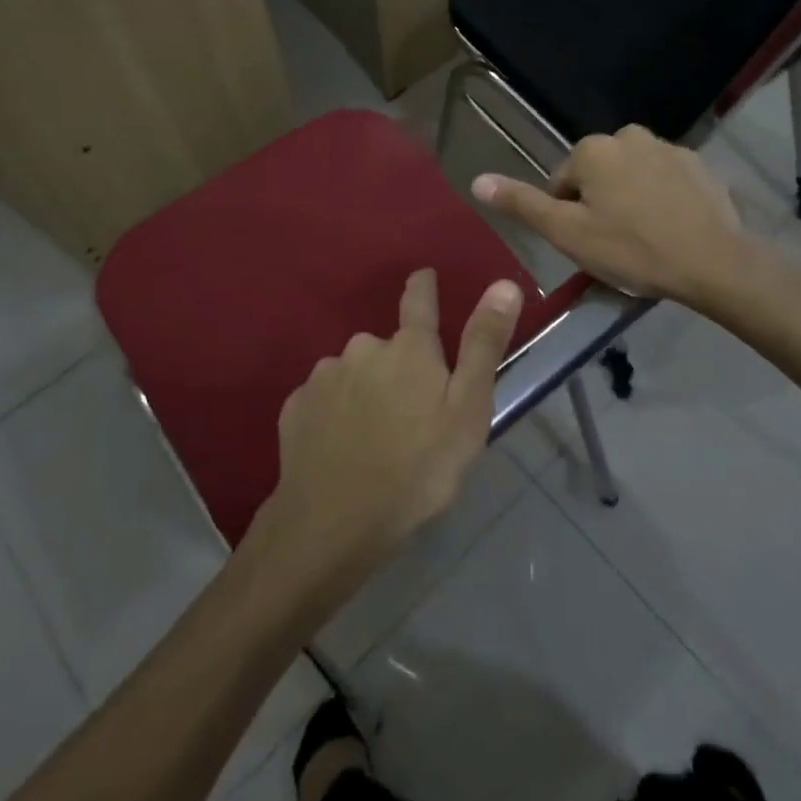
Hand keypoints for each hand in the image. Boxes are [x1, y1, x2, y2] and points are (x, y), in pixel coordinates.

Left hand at [261, 269, 522, 586]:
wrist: (334, 522)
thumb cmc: (417, 468)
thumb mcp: (468, 410)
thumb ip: (483, 344)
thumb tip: (504, 284)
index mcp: (409, 348)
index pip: (418, 299)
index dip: (424, 286)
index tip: (424, 278)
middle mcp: (363, 348)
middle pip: (386, 347)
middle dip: (397, 367)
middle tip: (409, 414)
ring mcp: (324, 376)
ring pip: (353, 374)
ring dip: (365, 392)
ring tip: (374, 439)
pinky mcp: (295, 406)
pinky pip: (324, 400)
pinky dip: (334, 415)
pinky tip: (341, 448)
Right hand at [472, 126, 746, 302]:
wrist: (714, 262)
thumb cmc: (631, 248)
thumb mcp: (567, 233)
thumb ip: (522, 204)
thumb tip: (477, 180)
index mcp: (591, 150)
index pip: (561, 184)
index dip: (568, 217)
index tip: (588, 244)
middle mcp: (627, 136)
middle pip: (597, 176)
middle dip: (599, 204)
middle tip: (614, 244)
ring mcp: (667, 147)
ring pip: (631, 176)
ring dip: (630, 199)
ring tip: (644, 238)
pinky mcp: (698, 164)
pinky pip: (664, 180)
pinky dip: (662, 198)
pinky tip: (671, 228)